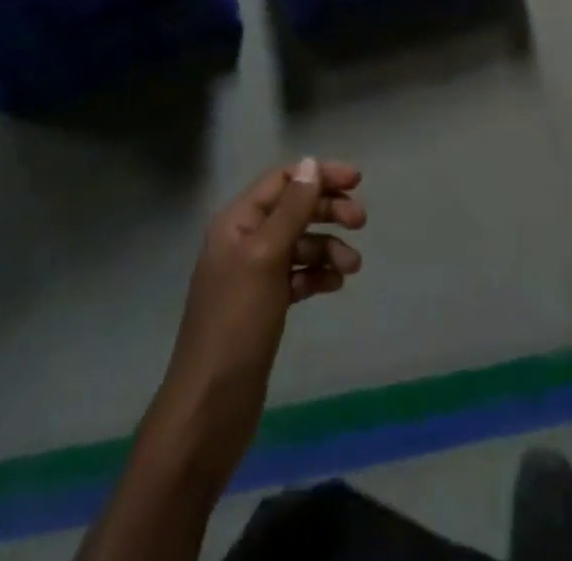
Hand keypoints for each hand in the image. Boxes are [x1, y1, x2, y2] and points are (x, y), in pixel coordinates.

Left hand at [148, 157, 364, 487]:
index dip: (318, 175)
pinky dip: (317, 275)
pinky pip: (298, 276)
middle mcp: (244, 241)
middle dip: (328, 210)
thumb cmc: (237, 323)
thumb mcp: (266, 257)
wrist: (210, 407)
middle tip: (361, 223)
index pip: (282, 180)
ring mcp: (253, 276)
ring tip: (352, 267)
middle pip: (294, 209)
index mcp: (237, 222)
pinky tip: (334, 285)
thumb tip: (310, 164)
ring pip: (299, 244)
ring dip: (328, 247)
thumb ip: (291, 209)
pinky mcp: (264, 306)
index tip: (357, 182)